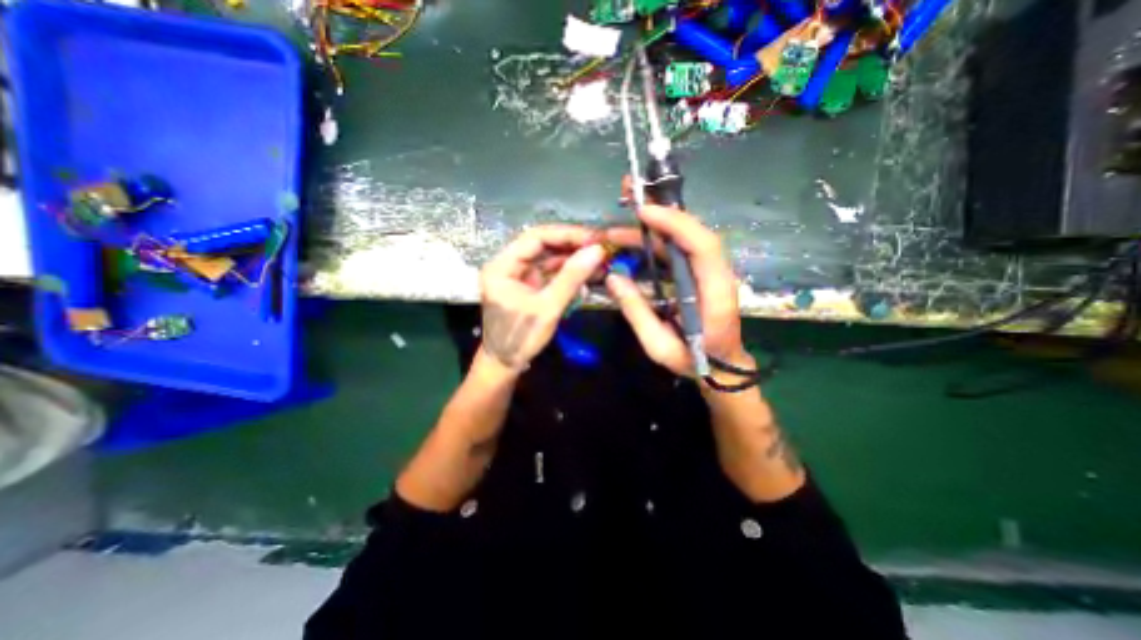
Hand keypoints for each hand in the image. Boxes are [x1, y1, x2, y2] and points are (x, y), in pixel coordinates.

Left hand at [477, 227, 609, 372]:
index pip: (535, 237)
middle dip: (572, 246)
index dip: (566, 234)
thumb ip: (571, 277)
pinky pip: (551, 274)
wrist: (505, 365)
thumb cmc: (519, 338)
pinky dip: (569, 274)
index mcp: (502, 266)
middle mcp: (508, 265)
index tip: (593, 238)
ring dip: (573, 259)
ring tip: (599, 259)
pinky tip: (588, 273)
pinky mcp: (530, 287)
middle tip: (600, 247)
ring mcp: (520, 276)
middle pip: (543, 246)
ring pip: (549, 259)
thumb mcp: (547, 307)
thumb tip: (597, 251)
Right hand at [600, 205, 744, 376]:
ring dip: (654, 226)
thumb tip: (613, 277)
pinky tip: (634, 242)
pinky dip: (656, 241)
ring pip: (685, 238)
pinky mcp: (700, 273)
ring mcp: (710, 272)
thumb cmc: (693, 360)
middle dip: (661, 212)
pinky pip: (679, 249)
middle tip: (627, 199)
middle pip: (694, 232)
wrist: (721, 367)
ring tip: (618, 228)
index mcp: (715, 293)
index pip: (702, 246)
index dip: (675, 223)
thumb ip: (636, 311)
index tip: (643, 212)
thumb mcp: (658, 345)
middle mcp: (718, 274)